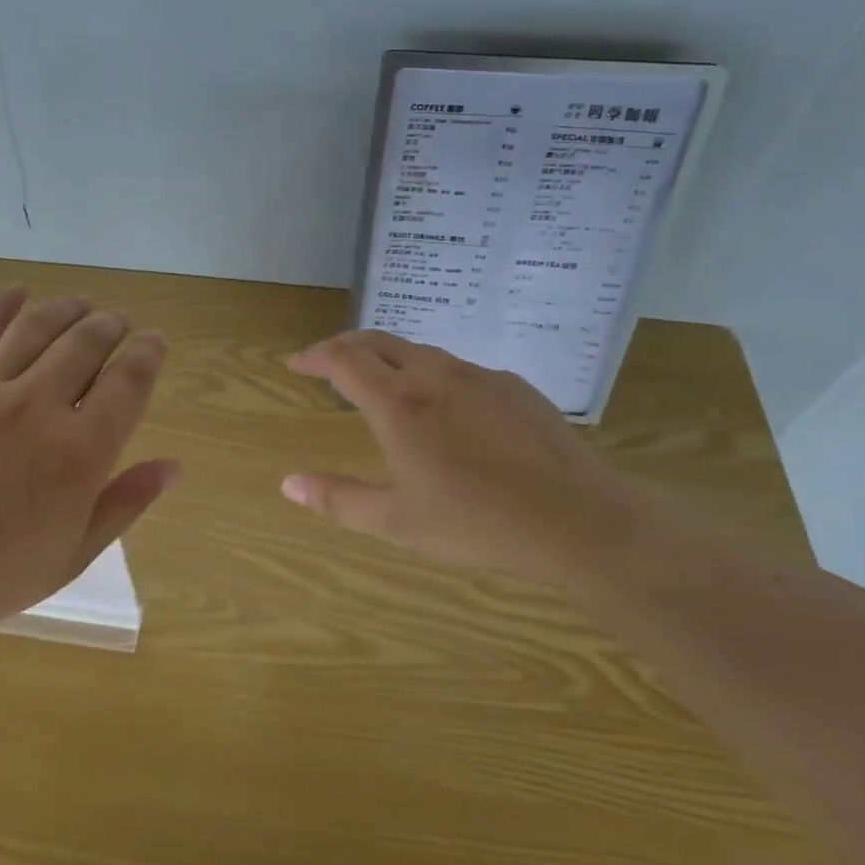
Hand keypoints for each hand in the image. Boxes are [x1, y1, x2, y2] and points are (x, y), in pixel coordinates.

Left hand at [0, 289, 178, 642]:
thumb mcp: (73, 554)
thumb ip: (126, 503)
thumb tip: (173, 467)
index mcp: (79, 452)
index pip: (129, 382)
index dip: (148, 354)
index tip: (154, 343)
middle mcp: (36, 407)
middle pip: (86, 342)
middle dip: (111, 325)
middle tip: (117, 323)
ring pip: (36, 326)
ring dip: (67, 308)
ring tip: (80, 305)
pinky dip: (1, 307)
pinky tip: (18, 294)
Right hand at [280, 330, 648, 583]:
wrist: (576, 518)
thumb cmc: (477, 523)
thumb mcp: (397, 521)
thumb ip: (339, 499)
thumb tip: (288, 484)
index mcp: (398, 404)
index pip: (343, 359)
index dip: (314, 356)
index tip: (296, 364)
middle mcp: (434, 375)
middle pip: (378, 341)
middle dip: (345, 345)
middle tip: (327, 362)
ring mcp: (478, 375)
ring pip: (420, 351)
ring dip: (388, 357)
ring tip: (380, 380)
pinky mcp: (513, 385)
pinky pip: (459, 368)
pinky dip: (432, 373)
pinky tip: (445, 406)